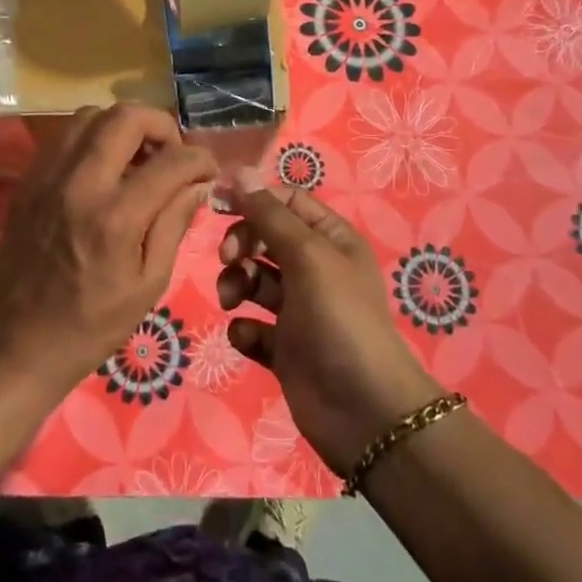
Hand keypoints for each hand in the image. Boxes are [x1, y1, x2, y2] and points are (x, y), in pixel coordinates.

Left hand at [0, 104, 216, 400]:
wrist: (18, 346)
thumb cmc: (92, 325)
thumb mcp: (148, 284)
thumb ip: (174, 224)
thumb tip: (198, 183)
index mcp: (115, 218)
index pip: (170, 161)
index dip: (200, 159)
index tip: (208, 170)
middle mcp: (78, 185)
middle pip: (125, 117)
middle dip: (161, 125)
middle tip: (173, 153)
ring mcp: (46, 178)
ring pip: (90, 116)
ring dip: (124, 127)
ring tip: (139, 157)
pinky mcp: (27, 182)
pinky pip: (64, 137)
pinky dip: (93, 138)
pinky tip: (105, 168)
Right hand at [218, 172, 442, 473]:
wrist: (363, 410)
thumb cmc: (338, 318)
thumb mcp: (306, 256)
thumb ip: (269, 214)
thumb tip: (239, 171)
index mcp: (330, 239)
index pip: (286, 201)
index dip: (254, 199)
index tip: (218, 205)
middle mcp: (315, 269)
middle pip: (265, 238)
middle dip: (241, 244)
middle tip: (228, 259)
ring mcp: (299, 310)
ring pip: (254, 281)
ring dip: (236, 284)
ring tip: (231, 301)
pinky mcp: (284, 348)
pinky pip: (253, 326)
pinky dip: (244, 328)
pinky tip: (248, 337)